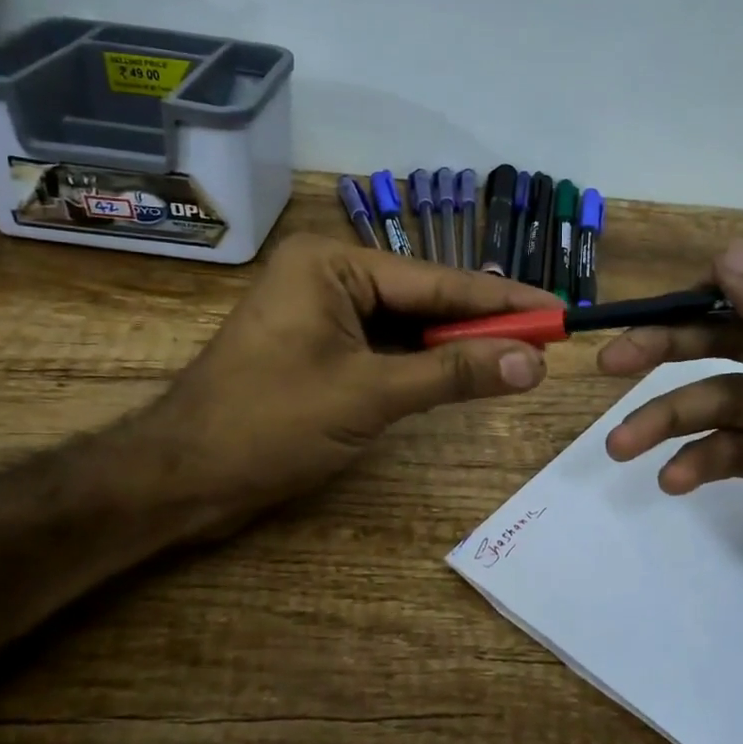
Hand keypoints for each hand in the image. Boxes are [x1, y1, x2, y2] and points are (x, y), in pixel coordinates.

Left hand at [145, 233, 556, 538]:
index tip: (560, 309)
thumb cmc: (268, 425)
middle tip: (549, 338)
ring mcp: (321, 311)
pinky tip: (465, 372)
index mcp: (332, 264)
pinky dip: (423, 364)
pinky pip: (385, 347)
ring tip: (521, 355)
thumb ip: (453, 375)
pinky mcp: (319, 347)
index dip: (503, 300)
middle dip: (482, 324)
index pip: (437, 281)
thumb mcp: (370, 396)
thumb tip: (534, 362)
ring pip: (407, 326)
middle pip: (424, 300)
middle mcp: (328, 275)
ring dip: (455, 346)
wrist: (182, 478)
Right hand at [598, 236, 742, 681]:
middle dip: (675, 346)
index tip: (689, 296)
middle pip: (741, 334)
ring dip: (671, 418)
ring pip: (724, 396)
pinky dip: (700, 460)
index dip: (741, 275)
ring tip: (621, 445)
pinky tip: (674, 481)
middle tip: (614, 361)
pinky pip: (731, 446)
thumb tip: (732, 250)